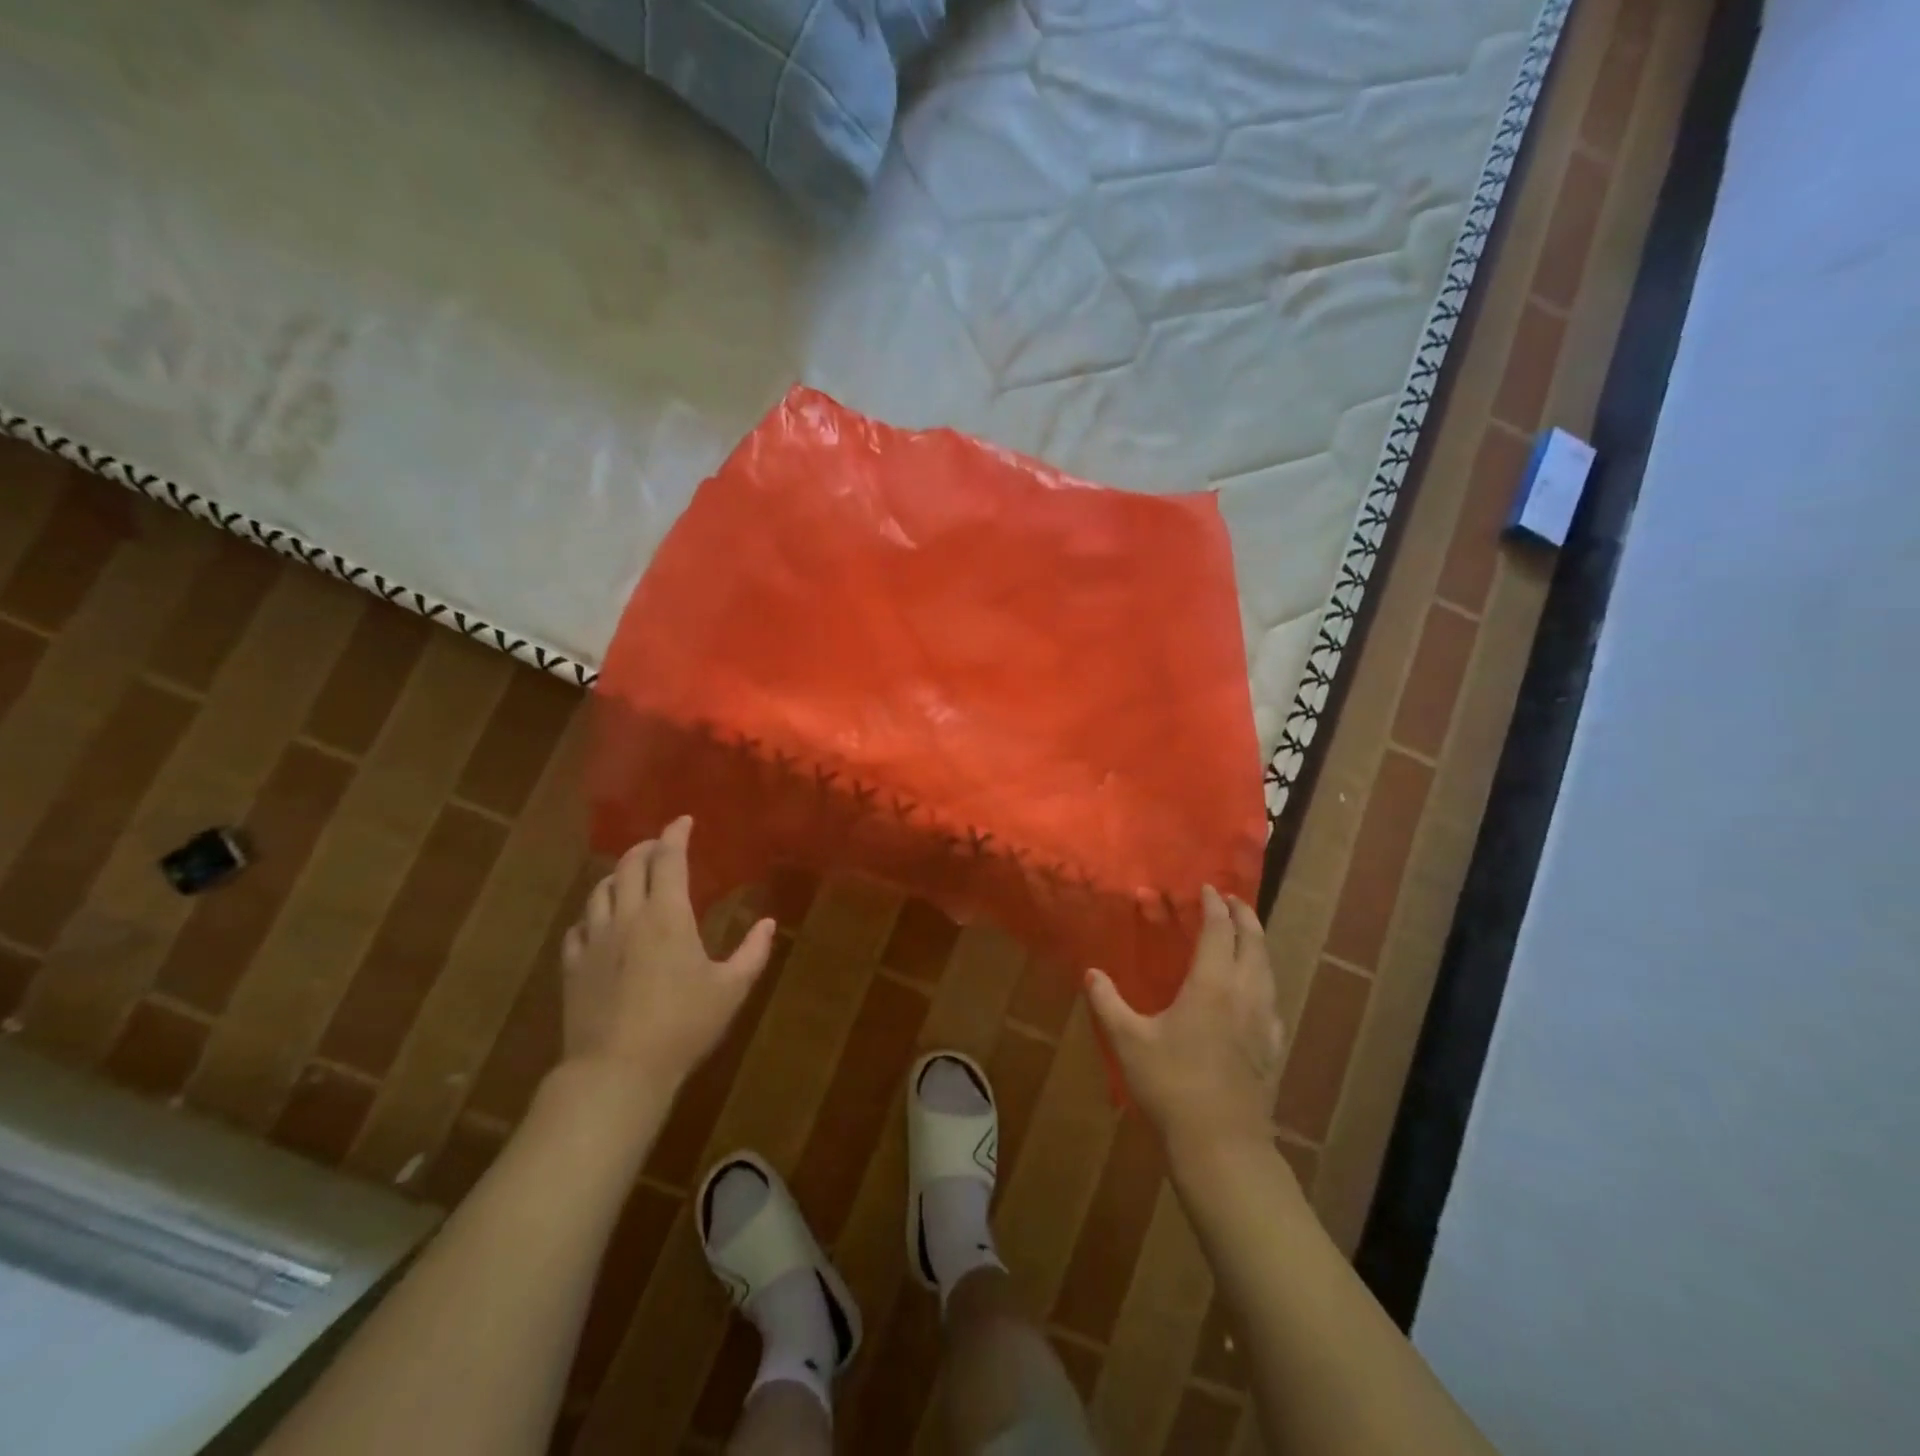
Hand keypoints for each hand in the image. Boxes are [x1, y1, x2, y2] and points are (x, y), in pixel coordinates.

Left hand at [559, 816, 775, 1103]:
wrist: (617, 1070)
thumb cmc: (682, 1025)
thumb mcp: (731, 990)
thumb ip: (753, 952)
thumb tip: (767, 923)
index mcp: (667, 915)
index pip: (668, 859)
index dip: (676, 834)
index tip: (684, 821)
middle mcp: (627, 916)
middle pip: (629, 865)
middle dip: (646, 848)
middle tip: (661, 847)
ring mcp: (594, 940)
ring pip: (600, 890)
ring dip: (618, 876)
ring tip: (631, 879)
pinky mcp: (572, 966)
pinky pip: (579, 926)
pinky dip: (594, 913)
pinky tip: (602, 923)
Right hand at [1085, 886, 1284, 1165]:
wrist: (1221, 1144)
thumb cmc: (1171, 1084)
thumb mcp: (1128, 1041)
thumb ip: (1108, 1002)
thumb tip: (1091, 973)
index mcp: (1212, 985)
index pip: (1219, 931)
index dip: (1215, 906)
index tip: (1208, 889)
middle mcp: (1245, 994)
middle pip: (1254, 943)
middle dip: (1244, 916)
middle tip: (1233, 901)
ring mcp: (1264, 1022)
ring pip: (1268, 969)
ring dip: (1258, 944)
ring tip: (1246, 935)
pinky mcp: (1272, 1048)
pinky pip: (1272, 999)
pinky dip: (1265, 979)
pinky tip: (1256, 993)